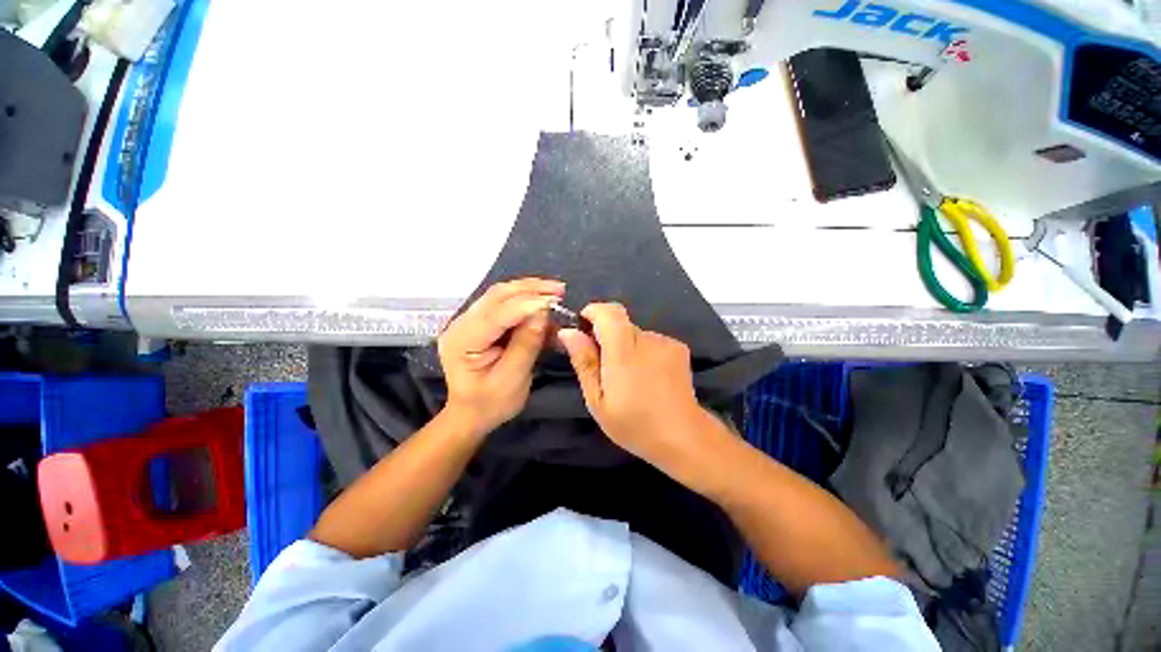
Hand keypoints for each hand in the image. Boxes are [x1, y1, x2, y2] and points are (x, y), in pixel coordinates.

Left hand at [438, 278, 563, 434]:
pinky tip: (543, 303)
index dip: (528, 304)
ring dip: (529, 290)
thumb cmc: (491, 403)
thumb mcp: (513, 379)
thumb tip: (543, 312)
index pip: (497, 314)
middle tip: (559, 290)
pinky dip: (525, 300)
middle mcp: (461, 324)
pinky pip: (503, 303)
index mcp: (463, 341)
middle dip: (530, 289)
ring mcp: (468, 321)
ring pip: (500, 295)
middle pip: (497, 295)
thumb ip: (527, 344)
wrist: (471, 414)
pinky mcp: (479, 322)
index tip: (556, 301)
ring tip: (555, 291)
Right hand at [558, 303, 725, 475]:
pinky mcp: (678, 347)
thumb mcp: (597, 400)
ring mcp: (665, 341)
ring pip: (635, 333)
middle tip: (604, 368)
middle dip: (606, 337)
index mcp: (624, 351)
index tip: (583, 330)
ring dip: (626, 347)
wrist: (683, 437)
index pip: (608, 311)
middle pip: (620, 323)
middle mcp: (646, 338)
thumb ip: (584, 362)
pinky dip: (643, 352)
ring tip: (629, 378)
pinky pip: (651, 341)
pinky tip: (648, 377)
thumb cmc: (634, 423)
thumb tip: (568, 332)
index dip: (592, 313)